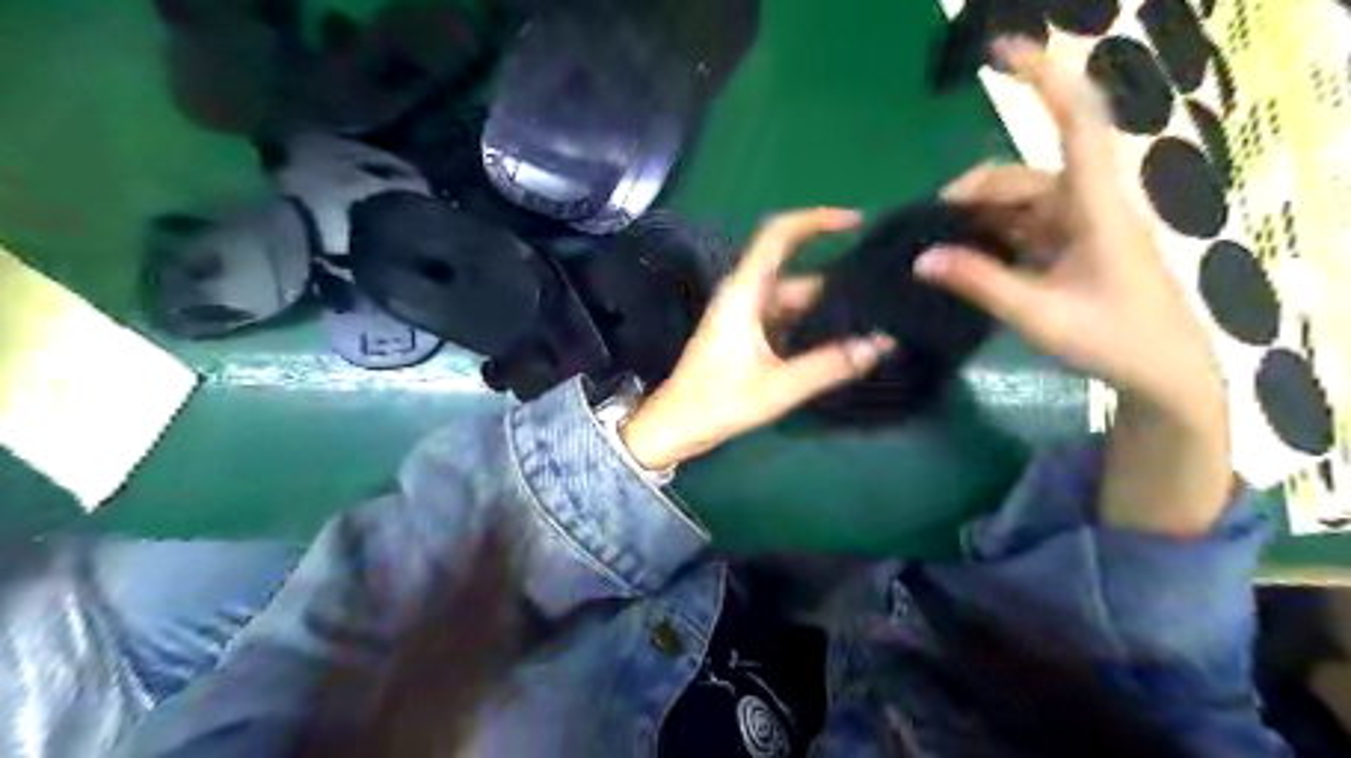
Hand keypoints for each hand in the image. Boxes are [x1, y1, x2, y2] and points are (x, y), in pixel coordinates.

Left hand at [623, 206, 892, 467]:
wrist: (678, 425)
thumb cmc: (718, 402)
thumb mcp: (778, 386)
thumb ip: (830, 365)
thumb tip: (880, 344)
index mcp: (744, 293)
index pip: (778, 235)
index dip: (816, 219)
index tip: (857, 221)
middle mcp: (745, 295)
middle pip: (797, 272)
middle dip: (838, 278)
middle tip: (885, 288)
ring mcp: (746, 315)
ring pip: (794, 299)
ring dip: (828, 306)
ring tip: (874, 315)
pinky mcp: (748, 335)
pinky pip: (788, 318)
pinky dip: (814, 323)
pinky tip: (843, 338)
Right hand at [917, 35, 1225, 426]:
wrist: (1162, 372)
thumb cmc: (1111, 339)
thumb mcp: (1036, 313)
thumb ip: (978, 281)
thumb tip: (920, 259)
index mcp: (1094, 205)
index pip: (1076, 122)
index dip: (1043, 78)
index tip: (1000, 51)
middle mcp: (1087, 203)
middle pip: (1021, 175)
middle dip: (970, 193)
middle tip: (926, 227)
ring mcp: (1080, 225)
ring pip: (1018, 203)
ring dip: (977, 218)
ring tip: (938, 248)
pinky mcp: (1074, 245)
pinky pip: (1024, 226)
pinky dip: (992, 236)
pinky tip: (965, 257)